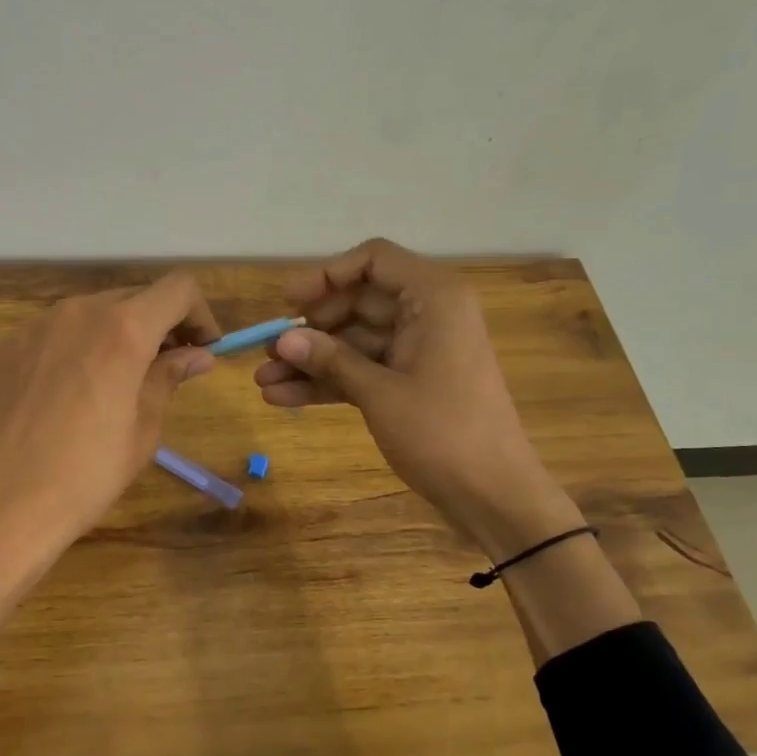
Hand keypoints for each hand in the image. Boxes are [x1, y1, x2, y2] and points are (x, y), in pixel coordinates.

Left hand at [0, 272, 219, 651]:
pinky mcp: (7, 345)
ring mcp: (36, 325)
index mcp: (122, 330)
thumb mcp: (143, 429)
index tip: (203, 348)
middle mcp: (79, 312)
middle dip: (160, 325)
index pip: (178, 289)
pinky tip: (71, 390)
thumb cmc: (87, 474)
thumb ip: (169, 377)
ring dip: (117, 334)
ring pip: (92, 312)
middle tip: (168, 367)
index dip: (200, 313)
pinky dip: (78, 346)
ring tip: (117, 381)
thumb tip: (197, 355)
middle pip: (134, 298)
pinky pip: (56, 332)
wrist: (1, 503)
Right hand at [255, 239, 577, 556]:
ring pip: (354, 342)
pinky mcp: (409, 383)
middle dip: (310, 328)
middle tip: (267, 351)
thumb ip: (330, 360)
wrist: (493, 495)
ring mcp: (417, 351)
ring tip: (262, 382)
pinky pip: (361, 370)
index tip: (288, 302)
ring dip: (310, 361)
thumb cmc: (443, 432)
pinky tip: (284, 398)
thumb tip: (282, 339)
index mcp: (433, 299)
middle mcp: (426, 315)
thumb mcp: (379, 393)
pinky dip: (328, 382)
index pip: (374, 261)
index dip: (326, 275)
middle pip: (357, 303)